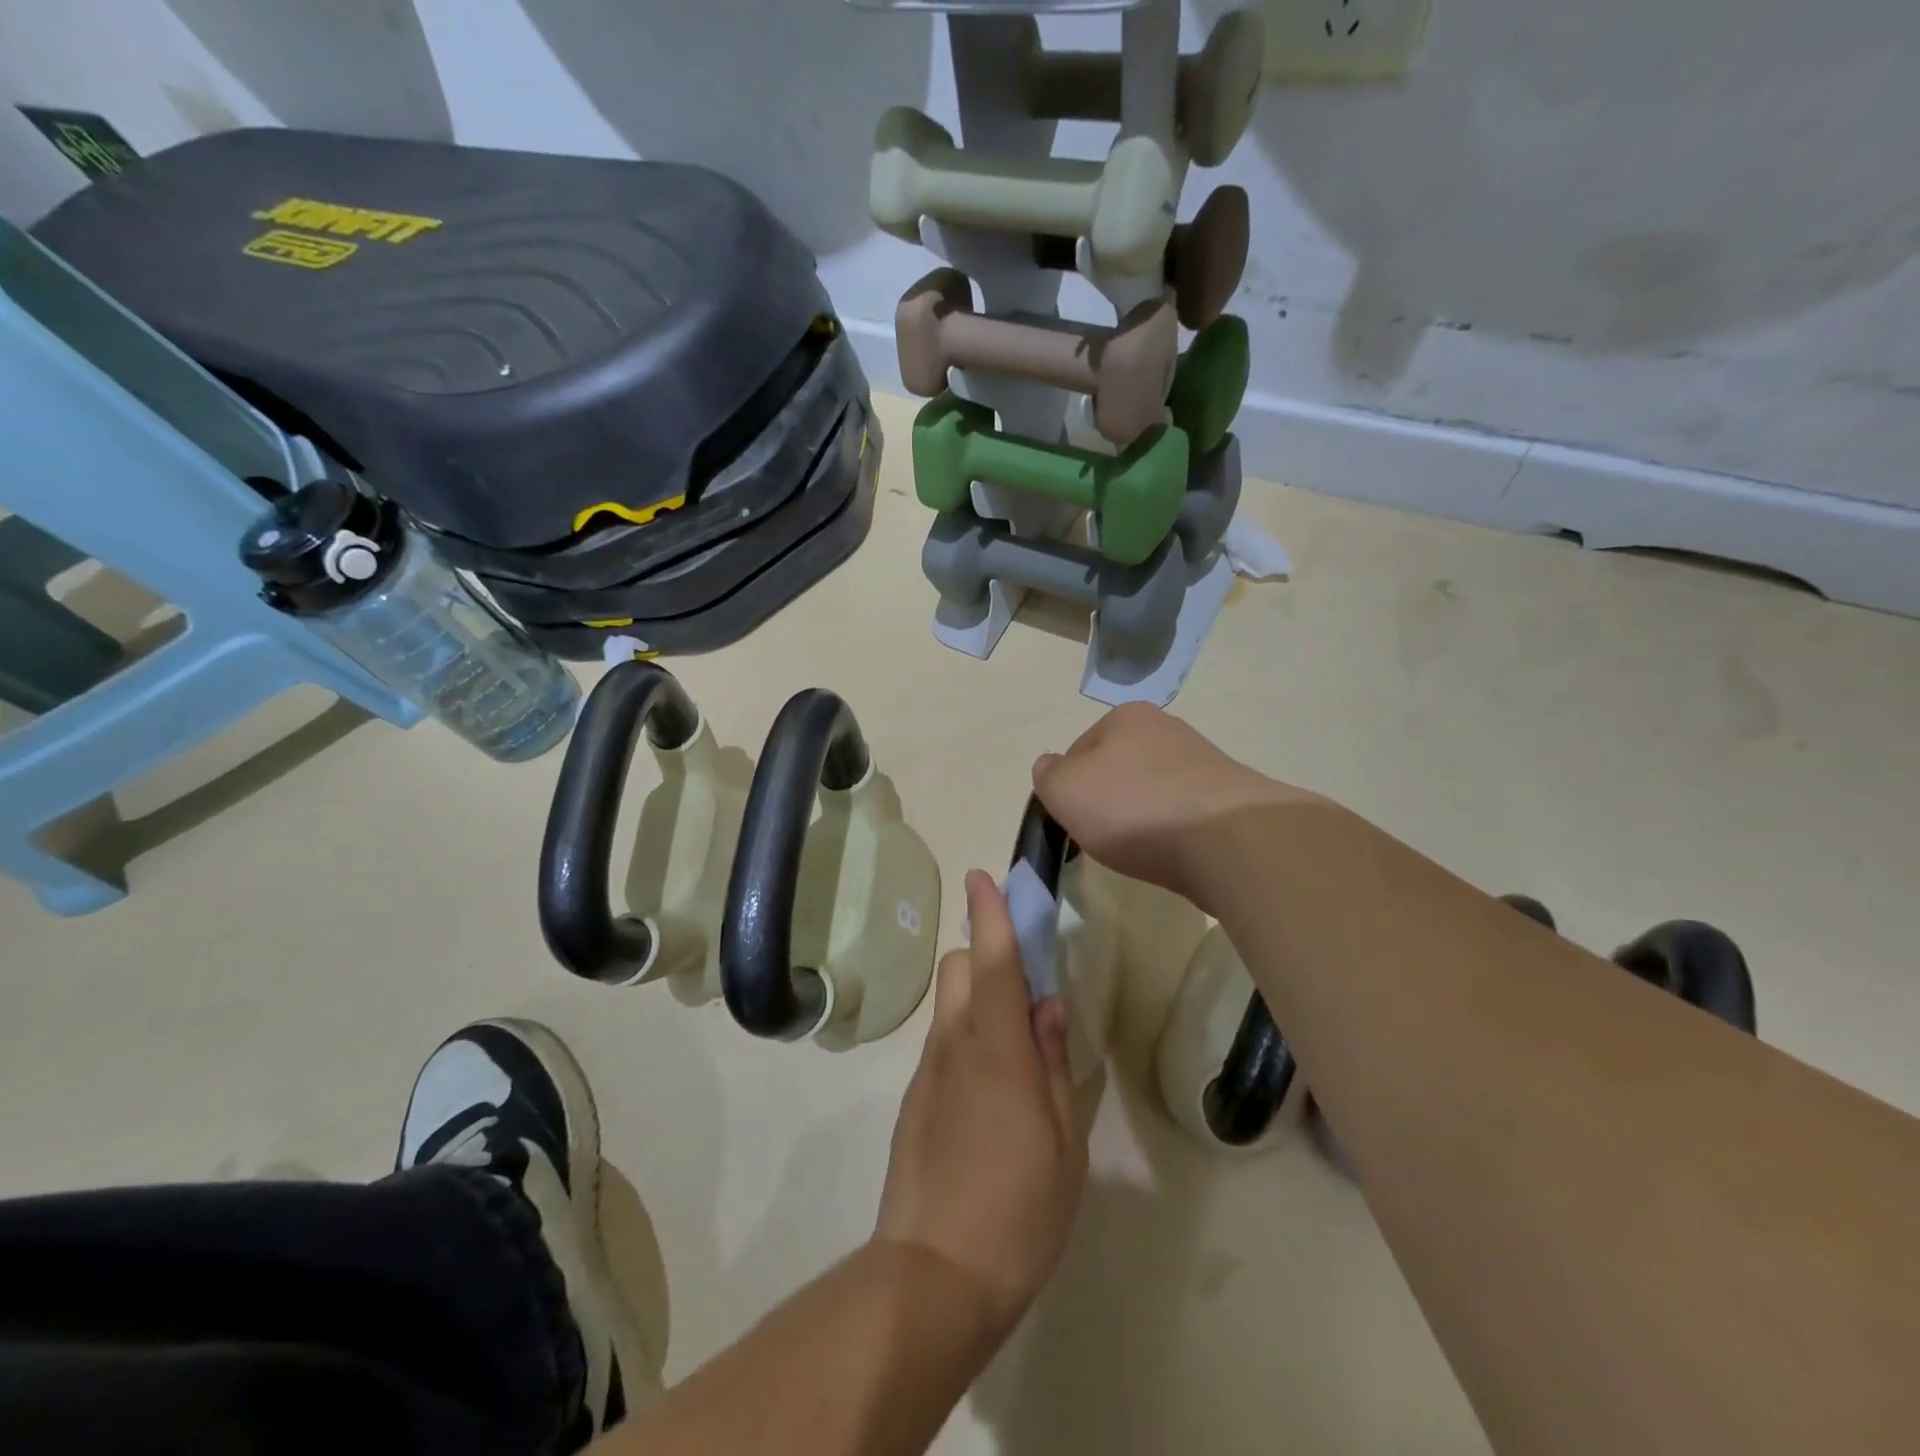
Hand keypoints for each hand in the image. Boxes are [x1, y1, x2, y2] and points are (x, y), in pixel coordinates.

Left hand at [875, 872, 1087, 1340]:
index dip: (989, 913)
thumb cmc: (1018, 1211)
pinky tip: (992, 1090)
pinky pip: (943, 1043)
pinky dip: (967, 1036)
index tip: (983, 876)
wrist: (931, 1275)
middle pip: (960, 968)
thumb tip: (1047, 1005)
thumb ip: (1053, 1062)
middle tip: (1026, 985)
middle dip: (987, 954)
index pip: (993, 960)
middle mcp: (954, 1045)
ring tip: (1017, 1045)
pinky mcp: (914, 1099)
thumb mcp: (1063, 1142)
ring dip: (979, 997)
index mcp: (996, 1048)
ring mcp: (927, 1071)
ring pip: (950, 1005)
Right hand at [1031, 703, 1316, 909]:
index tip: (1073, 819)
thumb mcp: (1065, 790)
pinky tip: (1173, 855)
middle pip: (1118, 771)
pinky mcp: (1229, 800)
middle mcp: (1168, 730)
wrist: (1228, 841)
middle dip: (1107, 803)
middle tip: (1102, 837)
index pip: (1079, 750)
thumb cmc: (1134, 808)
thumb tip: (1050, 767)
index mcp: (1127, 716)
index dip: (1069, 787)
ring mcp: (1204, 763)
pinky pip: (1184, 816)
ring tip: (1141, 851)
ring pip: (1151, 794)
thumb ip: (1047, 776)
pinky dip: (1173, 835)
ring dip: (1141, 820)